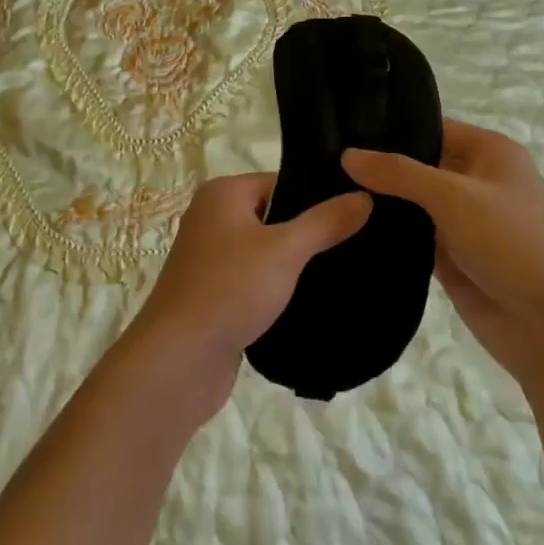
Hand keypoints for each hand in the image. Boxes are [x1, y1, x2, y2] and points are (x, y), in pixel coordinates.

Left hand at [123, 172, 371, 418]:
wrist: (179, 361)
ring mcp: (212, 259)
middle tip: (360, 245)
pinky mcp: (216, 295)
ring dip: (297, 265)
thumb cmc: (229, 289)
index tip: (358, 213)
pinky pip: (257, 282)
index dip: (318, 196)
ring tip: (344, 274)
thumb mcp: (285, 250)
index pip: (282, 182)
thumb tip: (365, 195)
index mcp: (223, 194)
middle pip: (275, 216)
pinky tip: (314, 302)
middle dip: (311, 233)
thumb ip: (325, 222)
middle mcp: (213, 218)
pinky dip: (281, 290)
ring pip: (267, 252)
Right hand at [344, 120, 543, 386]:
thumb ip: (398, 173)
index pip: (431, 126)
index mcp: (489, 151)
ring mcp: (461, 217)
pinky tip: (345, 220)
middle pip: (418, 162)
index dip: (390, 126)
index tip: (341, 124)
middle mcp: (475, 178)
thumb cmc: (510, 244)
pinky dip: (386, 229)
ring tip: (324, 184)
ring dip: (379, 198)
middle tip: (323, 156)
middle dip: (378, 163)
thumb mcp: (454, 197)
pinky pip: (411, 232)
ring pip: (411, 199)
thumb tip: (346, 154)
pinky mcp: (449, 252)